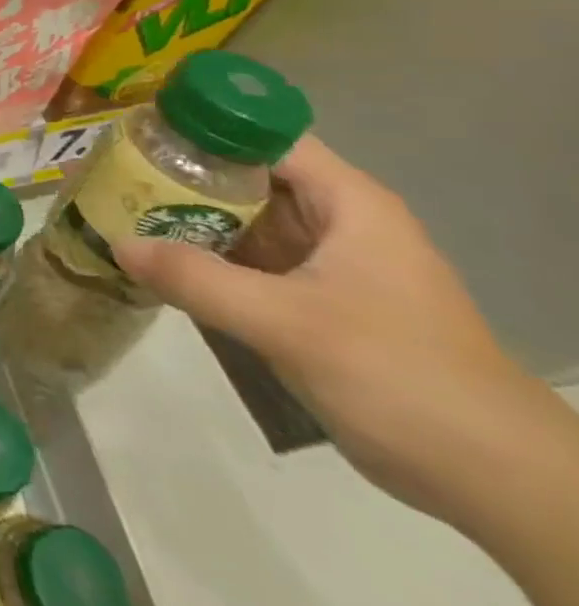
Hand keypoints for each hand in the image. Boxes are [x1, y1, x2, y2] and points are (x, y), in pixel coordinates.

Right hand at [115, 136, 546, 529]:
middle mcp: (335, 221)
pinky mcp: (313, 302)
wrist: (495, 480)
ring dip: (185, 214)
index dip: (201, 125)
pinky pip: (246, 261)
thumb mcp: (289, 323)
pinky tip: (155, 259)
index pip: (263, 135)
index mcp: (348, 203)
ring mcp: (325, 264)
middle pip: (245, 175)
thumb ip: (198, 280)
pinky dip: (203, 256)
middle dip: (179, 172)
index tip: (138, 131)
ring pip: (242, 219)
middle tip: (110, 171)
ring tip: (116, 206)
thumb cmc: (402, 377)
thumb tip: (117, 244)